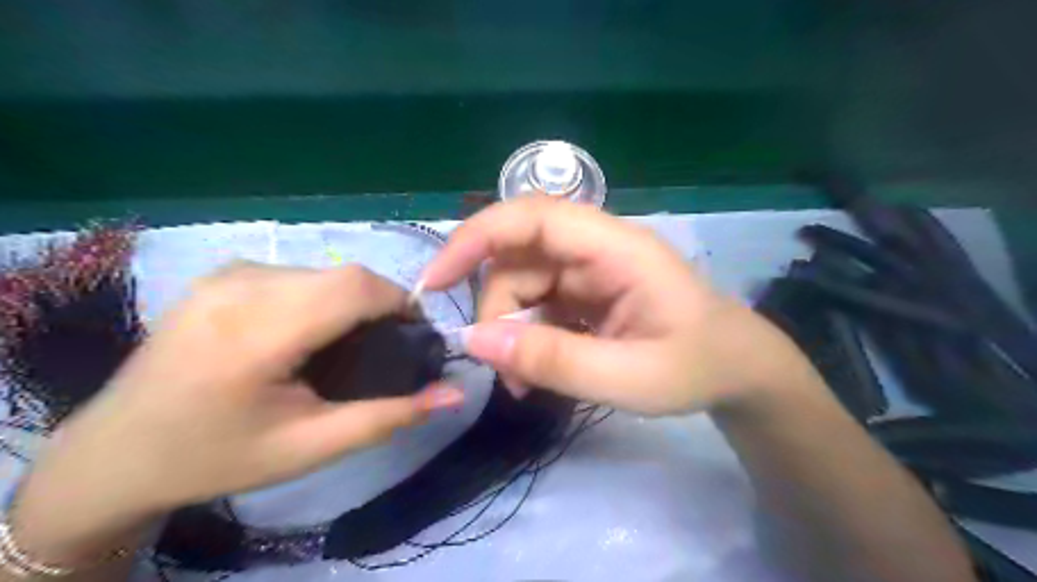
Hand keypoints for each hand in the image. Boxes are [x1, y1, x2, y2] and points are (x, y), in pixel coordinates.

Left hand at [26, 265, 460, 518]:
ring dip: (351, 299)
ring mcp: (225, 274)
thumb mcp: (310, 448)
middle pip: (344, 274)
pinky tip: (310, 330)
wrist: (116, 453)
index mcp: (256, 333)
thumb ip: (388, 417)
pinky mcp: (220, 274)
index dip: (400, 302)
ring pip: (323, 270)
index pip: (355, 287)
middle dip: (380, 303)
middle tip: (386, 345)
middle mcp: (240, 287)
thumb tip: (455, 395)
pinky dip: (322, 294)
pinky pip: (297, 272)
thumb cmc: (217, 456)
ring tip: (348, 342)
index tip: (414, 335)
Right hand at [423, 199, 810, 414]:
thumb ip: (553, 360)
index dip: (476, 238)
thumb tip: (474, 341)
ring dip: (511, 329)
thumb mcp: (628, 377)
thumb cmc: (697, 367)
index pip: (533, 216)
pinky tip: (538, 369)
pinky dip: (527, 334)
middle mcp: (598, 247)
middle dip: (497, 309)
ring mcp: (591, 268)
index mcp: (616, 248)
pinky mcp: (587, 289)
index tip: (437, 281)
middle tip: (504, 368)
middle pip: (519, 257)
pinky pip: (539, 302)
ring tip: (525, 381)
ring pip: (523, 282)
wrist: (737, 369)